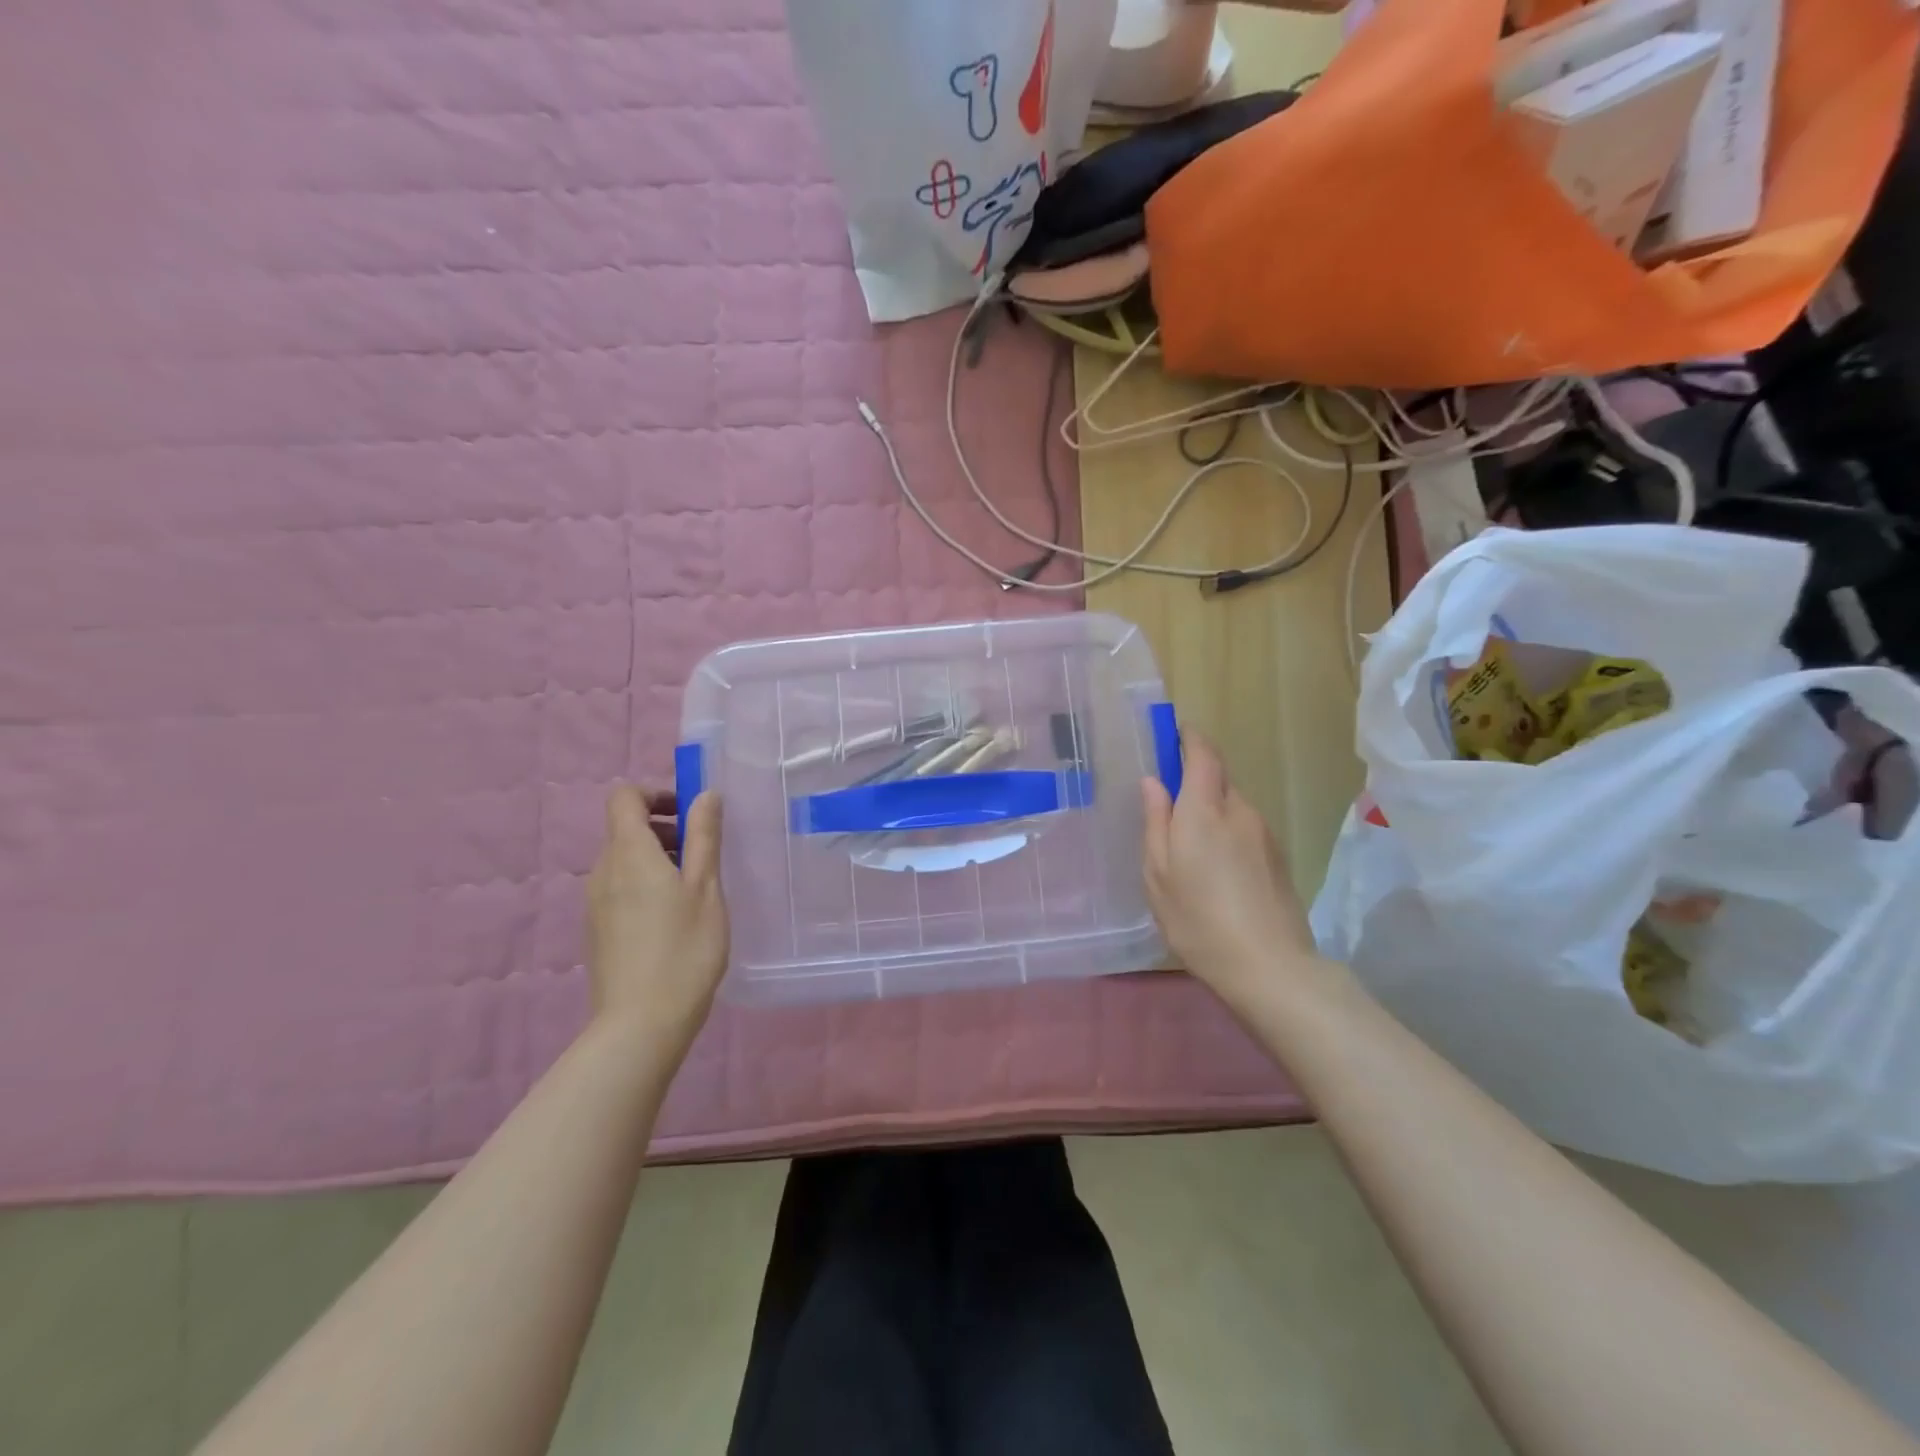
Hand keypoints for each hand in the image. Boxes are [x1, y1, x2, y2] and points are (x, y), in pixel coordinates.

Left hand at [586, 787, 726, 1048]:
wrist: (641, 1025)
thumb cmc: (683, 949)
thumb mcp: (706, 888)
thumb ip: (704, 837)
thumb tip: (705, 794)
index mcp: (629, 853)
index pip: (624, 797)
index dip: (655, 793)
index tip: (690, 812)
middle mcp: (603, 871)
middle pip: (625, 829)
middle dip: (664, 828)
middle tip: (703, 852)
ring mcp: (595, 903)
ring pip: (624, 861)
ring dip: (657, 858)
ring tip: (695, 888)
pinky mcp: (597, 931)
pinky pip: (620, 889)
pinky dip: (646, 885)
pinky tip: (674, 919)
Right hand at [1141, 733, 1315, 1008]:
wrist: (1269, 967)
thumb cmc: (1198, 919)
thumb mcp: (1158, 873)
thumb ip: (1155, 821)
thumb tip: (1153, 781)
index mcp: (1205, 808)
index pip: (1203, 753)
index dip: (1188, 738)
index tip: (1171, 736)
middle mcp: (1239, 811)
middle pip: (1218, 779)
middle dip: (1194, 782)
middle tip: (1167, 810)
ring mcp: (1264, 834)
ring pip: (1232, 806)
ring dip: (1210, 812)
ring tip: (1189, 851)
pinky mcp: (1278, 857)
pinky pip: (1245, 829)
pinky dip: (1227, 835)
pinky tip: (1215, 872)